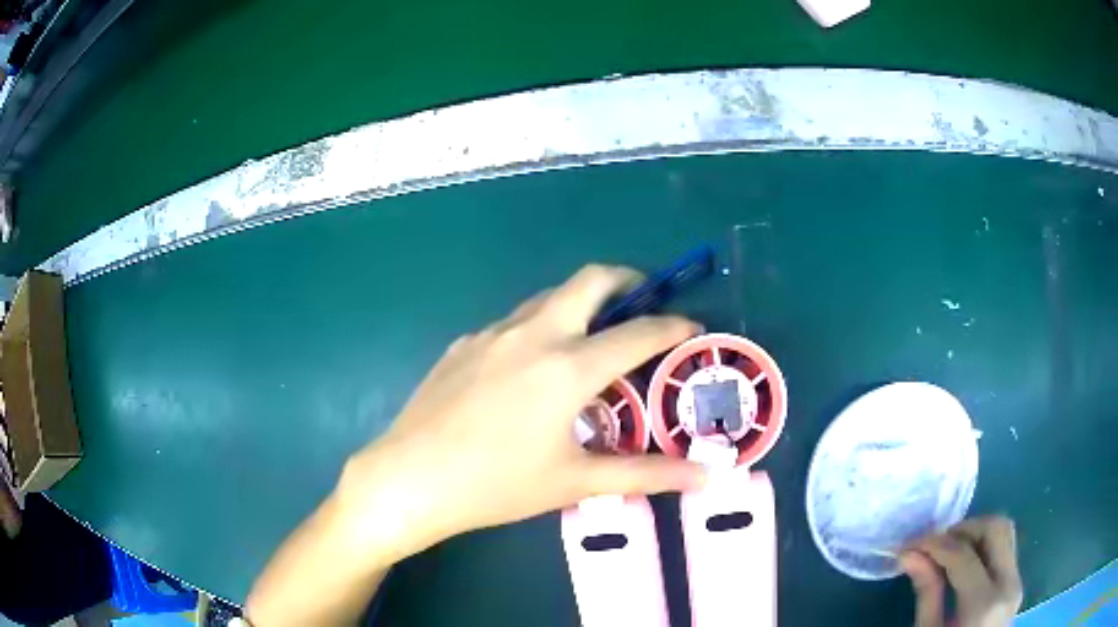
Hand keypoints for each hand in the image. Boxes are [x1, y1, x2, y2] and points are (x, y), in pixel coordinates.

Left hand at [335, 264, 705, 561]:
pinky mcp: (463, 343)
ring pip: (548, 297)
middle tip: (643, 299)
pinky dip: (540, 327)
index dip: (671, 326)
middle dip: (625, 279)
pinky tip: (532, 368)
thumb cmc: (496, 485)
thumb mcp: (574, 480)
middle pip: (589, 280)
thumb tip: (703, 477)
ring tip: (592, 336)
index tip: (691, 325)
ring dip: (579, 303)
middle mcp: (533, 334)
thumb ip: (644, 474)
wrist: (410, 478)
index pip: (637, 333)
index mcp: (567, 366)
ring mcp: (492, 333)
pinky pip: (513, 323)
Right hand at [900, 516, 1022, 626]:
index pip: (963, 555)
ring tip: (947, 553)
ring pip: (1004, 533)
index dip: (935, 543)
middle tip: (933, 545)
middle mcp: (1008, 584)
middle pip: (996, 529)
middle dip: (963, 528)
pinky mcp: (1016, 582)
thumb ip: (927, 594)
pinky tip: (963, 565)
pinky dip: (983, 547)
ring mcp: (1017, 581)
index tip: (909, 545)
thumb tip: (909, 555)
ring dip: (975, 534)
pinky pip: (1004, 550)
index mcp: (984, 605)